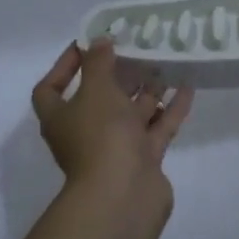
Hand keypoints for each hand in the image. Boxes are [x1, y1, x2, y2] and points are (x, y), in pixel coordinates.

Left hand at [32, 40, 194, 198]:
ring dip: (147, 90)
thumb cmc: (100, 136)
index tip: (87, 45)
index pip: (51, 88)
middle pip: (99, 98)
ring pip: (131, 113)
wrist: (123, 196)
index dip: (64, 66)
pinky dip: (170, 109)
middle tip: (138, 48)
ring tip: (166, 63)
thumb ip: (98, 63)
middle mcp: (85, 132)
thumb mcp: (96, 91)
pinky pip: (157, 128)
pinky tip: (187, 86)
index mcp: (61, 117)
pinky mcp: (143, 159)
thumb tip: (98, 41)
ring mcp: (116, 148)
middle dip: (117, 75)